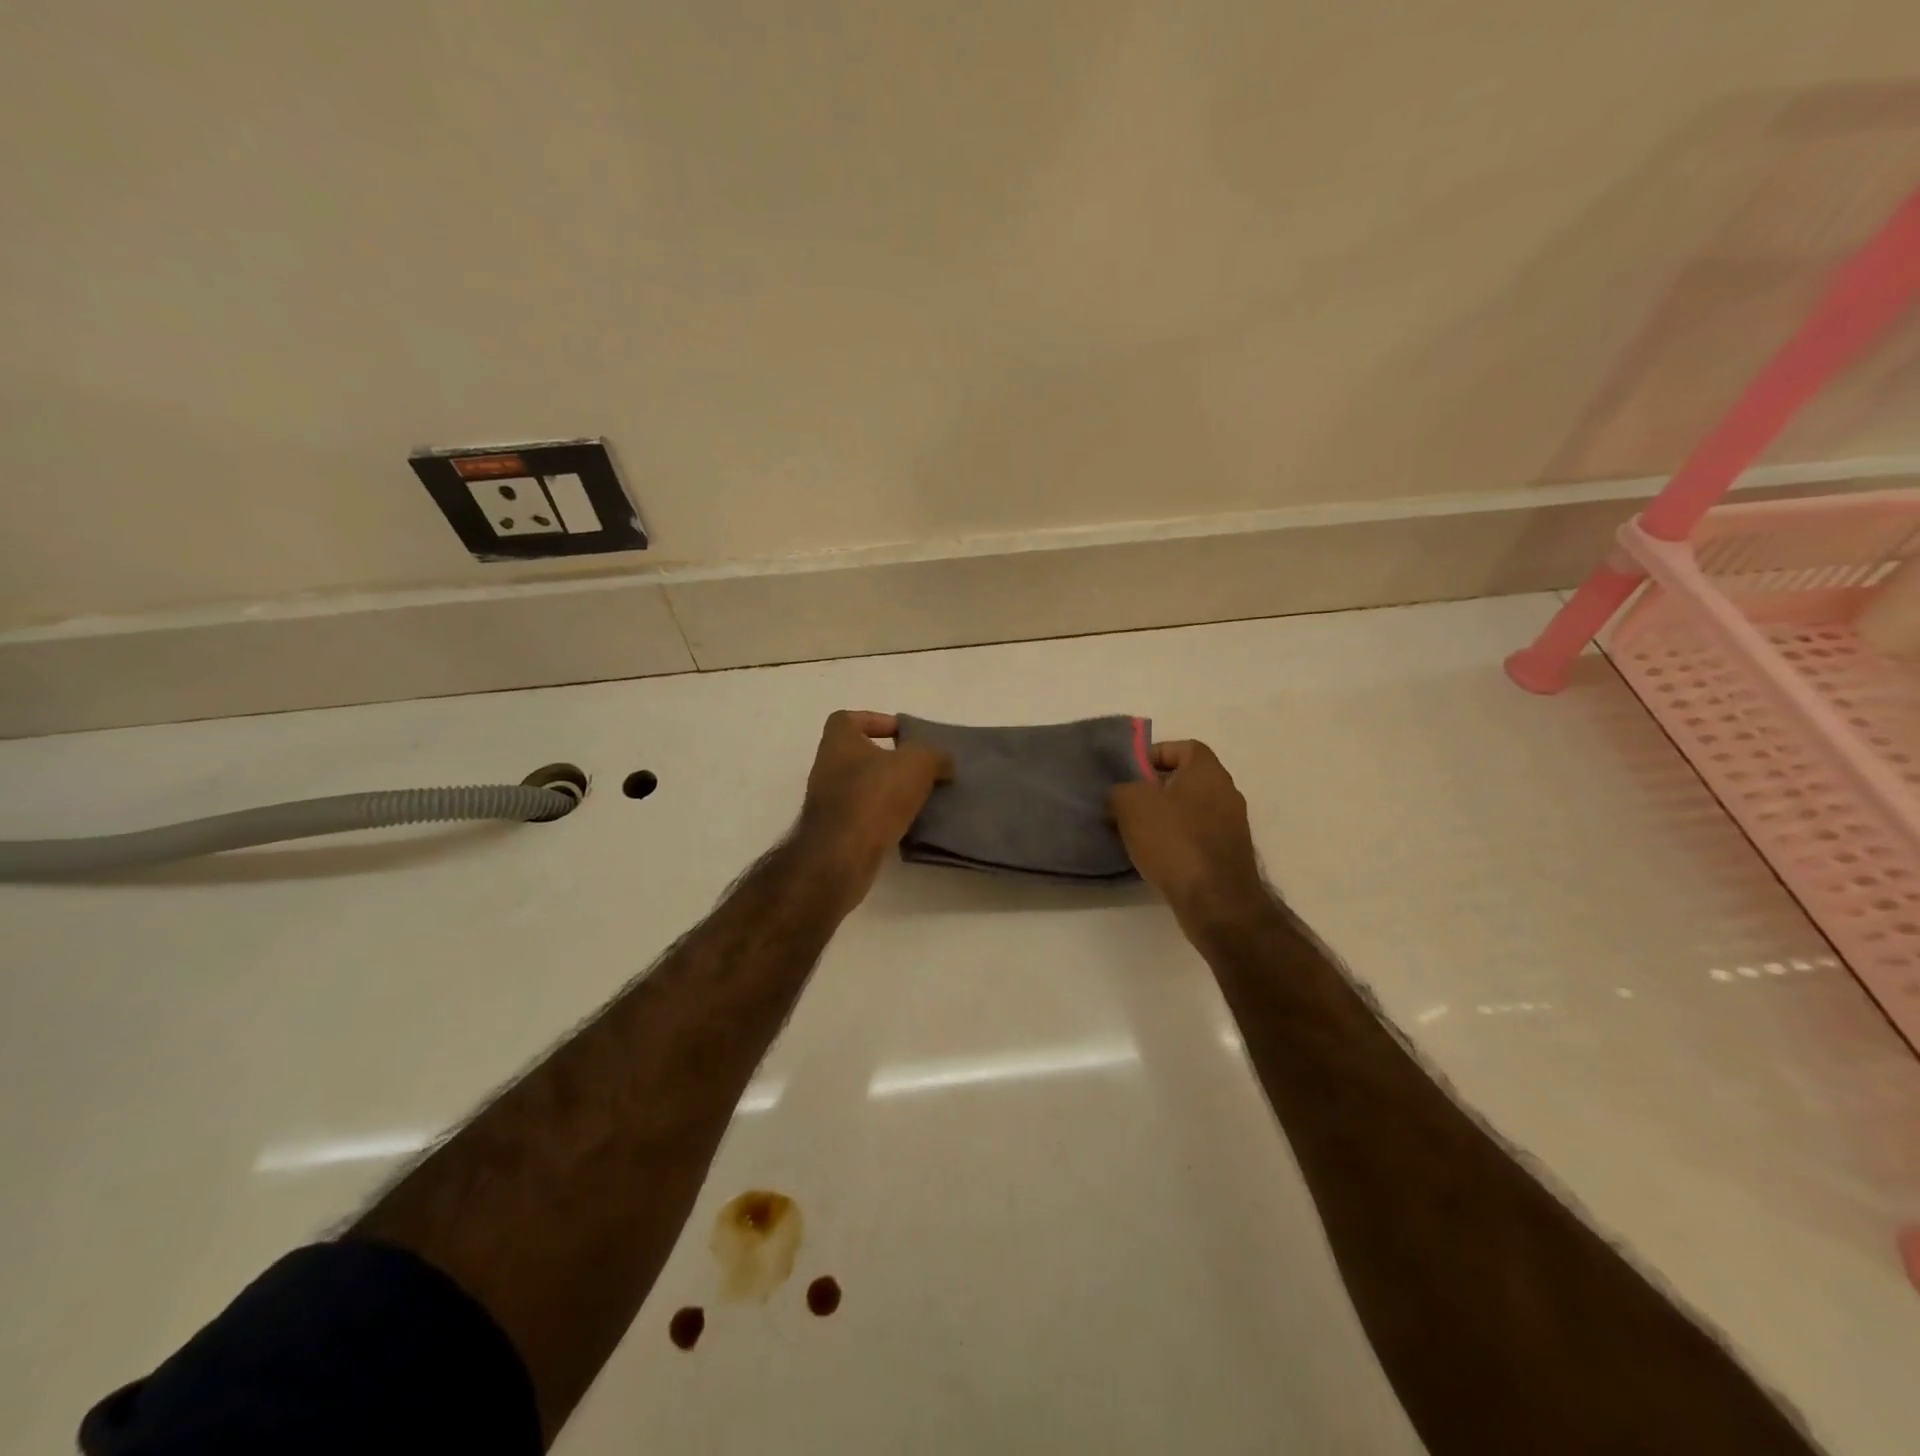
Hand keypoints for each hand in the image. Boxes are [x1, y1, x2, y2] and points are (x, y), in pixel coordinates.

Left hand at [797, 711, 952, 912]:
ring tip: (919, 797)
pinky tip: (905, 823)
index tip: (903, 735)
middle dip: (889, 760)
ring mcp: (826, 802)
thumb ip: (934, 756)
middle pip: (859, 755)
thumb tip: (943, 762)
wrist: (842, 856)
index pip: (849, 719)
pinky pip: (862, 815)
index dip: (876, 721)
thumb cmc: (875, 796)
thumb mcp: (917, 764)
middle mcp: (826, 768)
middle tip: (919, 769)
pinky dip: (882, 816)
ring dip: (887, 790)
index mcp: (838, 742)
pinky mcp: (834, 832)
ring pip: (862, 787)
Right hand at [1109, 740, 1266, 928]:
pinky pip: (1197, 837)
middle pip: (1186, 780)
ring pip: (1190, 810)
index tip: (1131, 774)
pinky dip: (1176, 841)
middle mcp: (1226, 793)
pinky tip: (1155, 857)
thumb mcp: (1131, 805)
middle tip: (1126, 804)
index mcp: (1208, 772)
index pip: (1184, 747)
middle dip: (1154, 790)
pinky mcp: (1229, 855)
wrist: (1216, 902)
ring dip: (1164, 818)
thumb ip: (1120, 791)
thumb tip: (1119, 797)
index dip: (1155, 754)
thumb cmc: (1174, 842)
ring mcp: (1232, 826)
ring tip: (1135, 833)